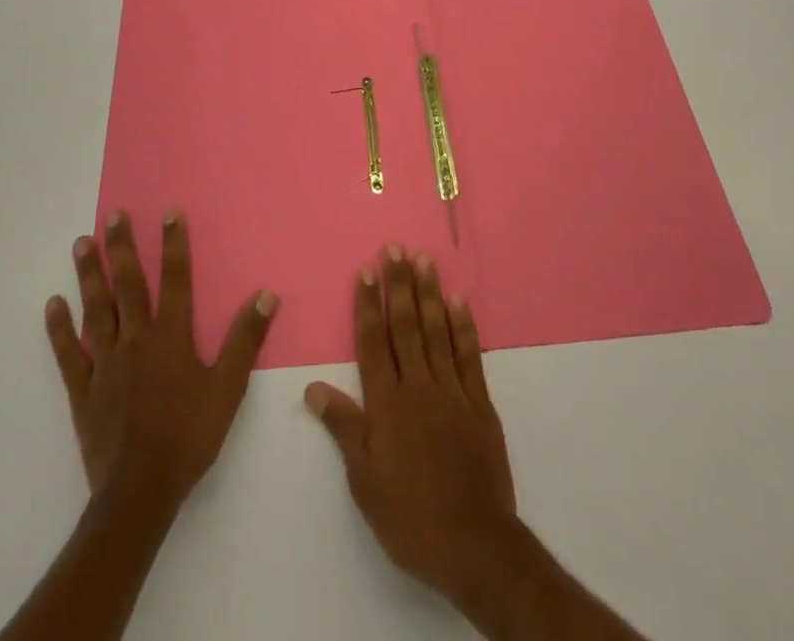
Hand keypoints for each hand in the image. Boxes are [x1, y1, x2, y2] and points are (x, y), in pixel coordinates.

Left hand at [45, 210, 278, 511]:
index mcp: (170, 337)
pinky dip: (59, 328)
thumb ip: (245, 339)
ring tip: (82, 242)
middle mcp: (136, 340)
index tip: (168, 212)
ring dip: (90, 275)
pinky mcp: (83, 390)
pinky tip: (53, 303)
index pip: (174, 279)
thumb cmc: (189, 436)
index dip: (173, 244)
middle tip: (113, 214)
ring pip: (96, 310)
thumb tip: (267, 294)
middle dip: (122, 247)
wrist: (140, 491)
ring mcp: (105, 364)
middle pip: (128, 285)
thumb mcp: (228, 388)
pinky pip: (68, 353)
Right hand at [304, 245, 518, 610]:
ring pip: (437, 331)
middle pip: (406, 326)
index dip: (368, 305)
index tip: (366, 270)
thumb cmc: (409, 516)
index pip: (373, 342)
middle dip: (398, 285)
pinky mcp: (479, 403)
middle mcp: (419, 387)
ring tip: (424, 260)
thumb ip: (343, 427)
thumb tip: (313, 387)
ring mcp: (452, 391)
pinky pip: (469, 355)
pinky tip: (459, 301)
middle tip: (395, 248)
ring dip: (429, 293)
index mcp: (387, 404)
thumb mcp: (364, 480)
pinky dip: (463, 326)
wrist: (473, 545)